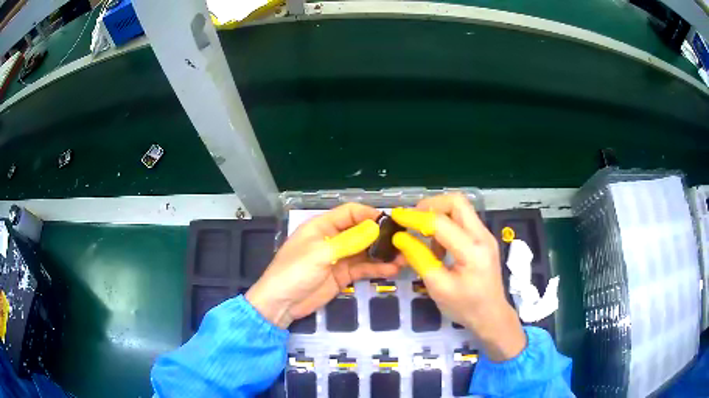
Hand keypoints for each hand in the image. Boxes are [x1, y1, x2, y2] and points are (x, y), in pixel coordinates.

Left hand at [246, 203, 400, 328]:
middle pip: (361, 231)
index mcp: (322, 226)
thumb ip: (349, 241)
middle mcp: (333, 239)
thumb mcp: (320, 254)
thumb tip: (375, 227)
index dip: (369, 214)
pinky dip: (377, 268)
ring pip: (365, 251)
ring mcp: (339, 258)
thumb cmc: (294, 272)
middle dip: (381, 235)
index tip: (391, 222)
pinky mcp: (343, 275)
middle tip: (403, 241)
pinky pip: (363, 268)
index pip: (350, 212)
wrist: (281, 304)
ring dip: (383, 253)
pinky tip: (393, 269)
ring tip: (404, 257)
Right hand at [391, 194, 525, 361]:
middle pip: (456, 202)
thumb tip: (400, 238)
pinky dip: (447, 224)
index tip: (396, 216)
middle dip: (431, 206)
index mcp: (472, 250)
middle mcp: (483, 235)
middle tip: (413, 220)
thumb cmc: (465, 307)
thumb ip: (419, 259)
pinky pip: (463, 220)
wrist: (492, 316)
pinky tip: (439, 246)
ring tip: (426, 239)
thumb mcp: (438, 287)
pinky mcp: (484, 239)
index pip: (441, 222)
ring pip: (460, 208)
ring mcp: (486, 235)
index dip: (415, 217)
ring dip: (439, 215)